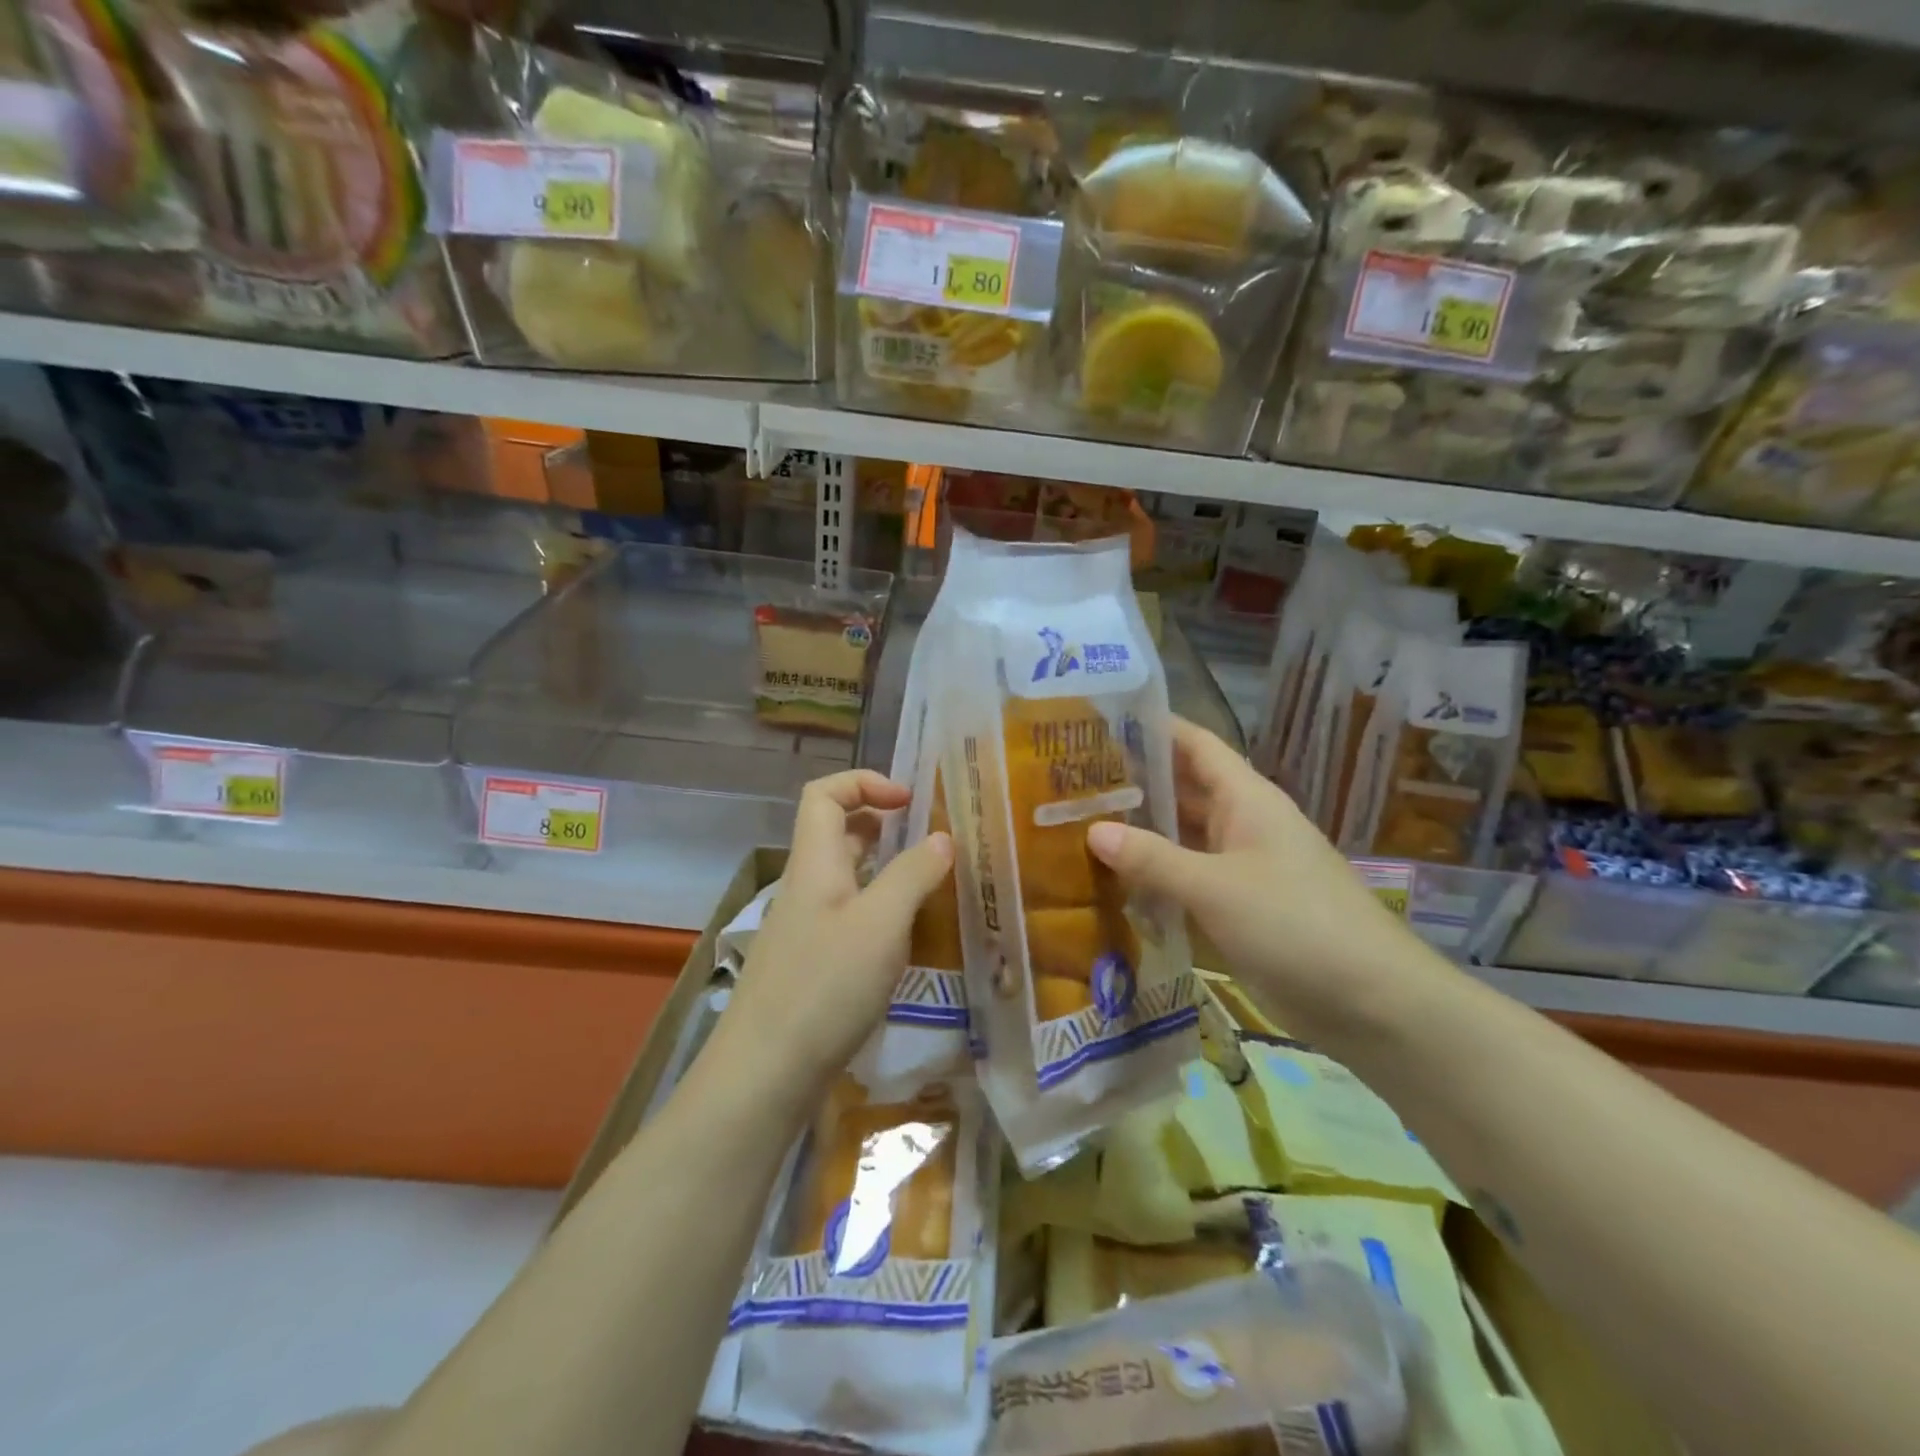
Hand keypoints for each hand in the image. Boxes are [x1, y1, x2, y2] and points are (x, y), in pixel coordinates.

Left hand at [721, 770, 952, 1096]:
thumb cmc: (825, 986)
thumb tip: (941, 838)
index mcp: (815, 863)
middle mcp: (805, 886)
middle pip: (834, 832)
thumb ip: (913, 875)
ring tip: (927, 885)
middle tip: (926, 840)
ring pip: (844, 876)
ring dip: (883, 869)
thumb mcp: (881, 924)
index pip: (824, 794)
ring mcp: (804, 927)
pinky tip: (905, 938)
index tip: (910, 802)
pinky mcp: (810, 963)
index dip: (864, 783)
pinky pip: (847, 915)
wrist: (764, 1073)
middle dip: (880, 823)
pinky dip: (877, 910)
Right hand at [1086, 719, 1450, 1040]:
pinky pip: (1186, 879)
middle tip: (1069, 779)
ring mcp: (1239, 867)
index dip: (1152, 727)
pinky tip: (1110, 882)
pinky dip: (1153, 878)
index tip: (1099, 721)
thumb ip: (1153, 858)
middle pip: (1181, 790)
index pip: (1194, 744)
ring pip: (1181, 837)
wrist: (1369, 1001)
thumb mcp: (1216, 887)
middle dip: (1133, 782)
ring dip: (1139, 832)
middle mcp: (1240, 823)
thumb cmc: (1295, 923)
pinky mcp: (1236, 908)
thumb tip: (1093, 830)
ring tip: (1076, 824)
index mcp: (1245, 798)